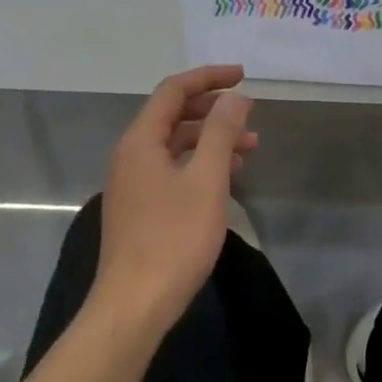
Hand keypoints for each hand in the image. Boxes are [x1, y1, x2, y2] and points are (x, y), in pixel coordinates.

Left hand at [94, 64, 257, 332]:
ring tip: (250, 147)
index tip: (243, 75)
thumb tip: (235, 96)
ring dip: (211, 139)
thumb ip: (221, 133)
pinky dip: (200, 164)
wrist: (134, 306)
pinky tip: (227, 179)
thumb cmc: (173, 239)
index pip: (173, 91)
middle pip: (172, 115)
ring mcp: (132, 183)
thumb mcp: (206, 180)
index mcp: (140, 141)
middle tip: (249, 112)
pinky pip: (172, 170)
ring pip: (175, 145)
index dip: (208, 77)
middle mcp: (131, 155)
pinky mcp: (140, 208)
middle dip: (213, 109)